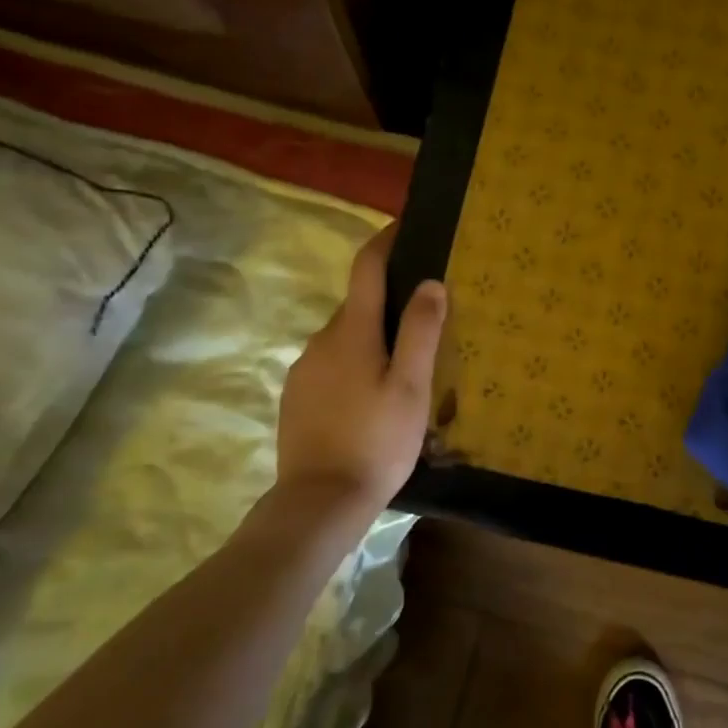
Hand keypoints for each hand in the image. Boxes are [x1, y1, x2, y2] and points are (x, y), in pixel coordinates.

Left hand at [264, 223, 444, 532]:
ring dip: (373, 339)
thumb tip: (430, 282)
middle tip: (427, 319)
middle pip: (359, 304)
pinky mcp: (297, 395)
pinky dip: (355, 364)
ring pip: (346, 337)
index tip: (406, 225)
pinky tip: (373, 398)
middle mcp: (322, 339)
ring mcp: (304, 368)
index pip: (366, 266)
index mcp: (352, 330)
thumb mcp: (411, 387)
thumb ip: (421, 331)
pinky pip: (332, 363)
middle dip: (389, 301)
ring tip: (405, 367)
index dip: (386, 240)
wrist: (319, 502)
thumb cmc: (376, 441)